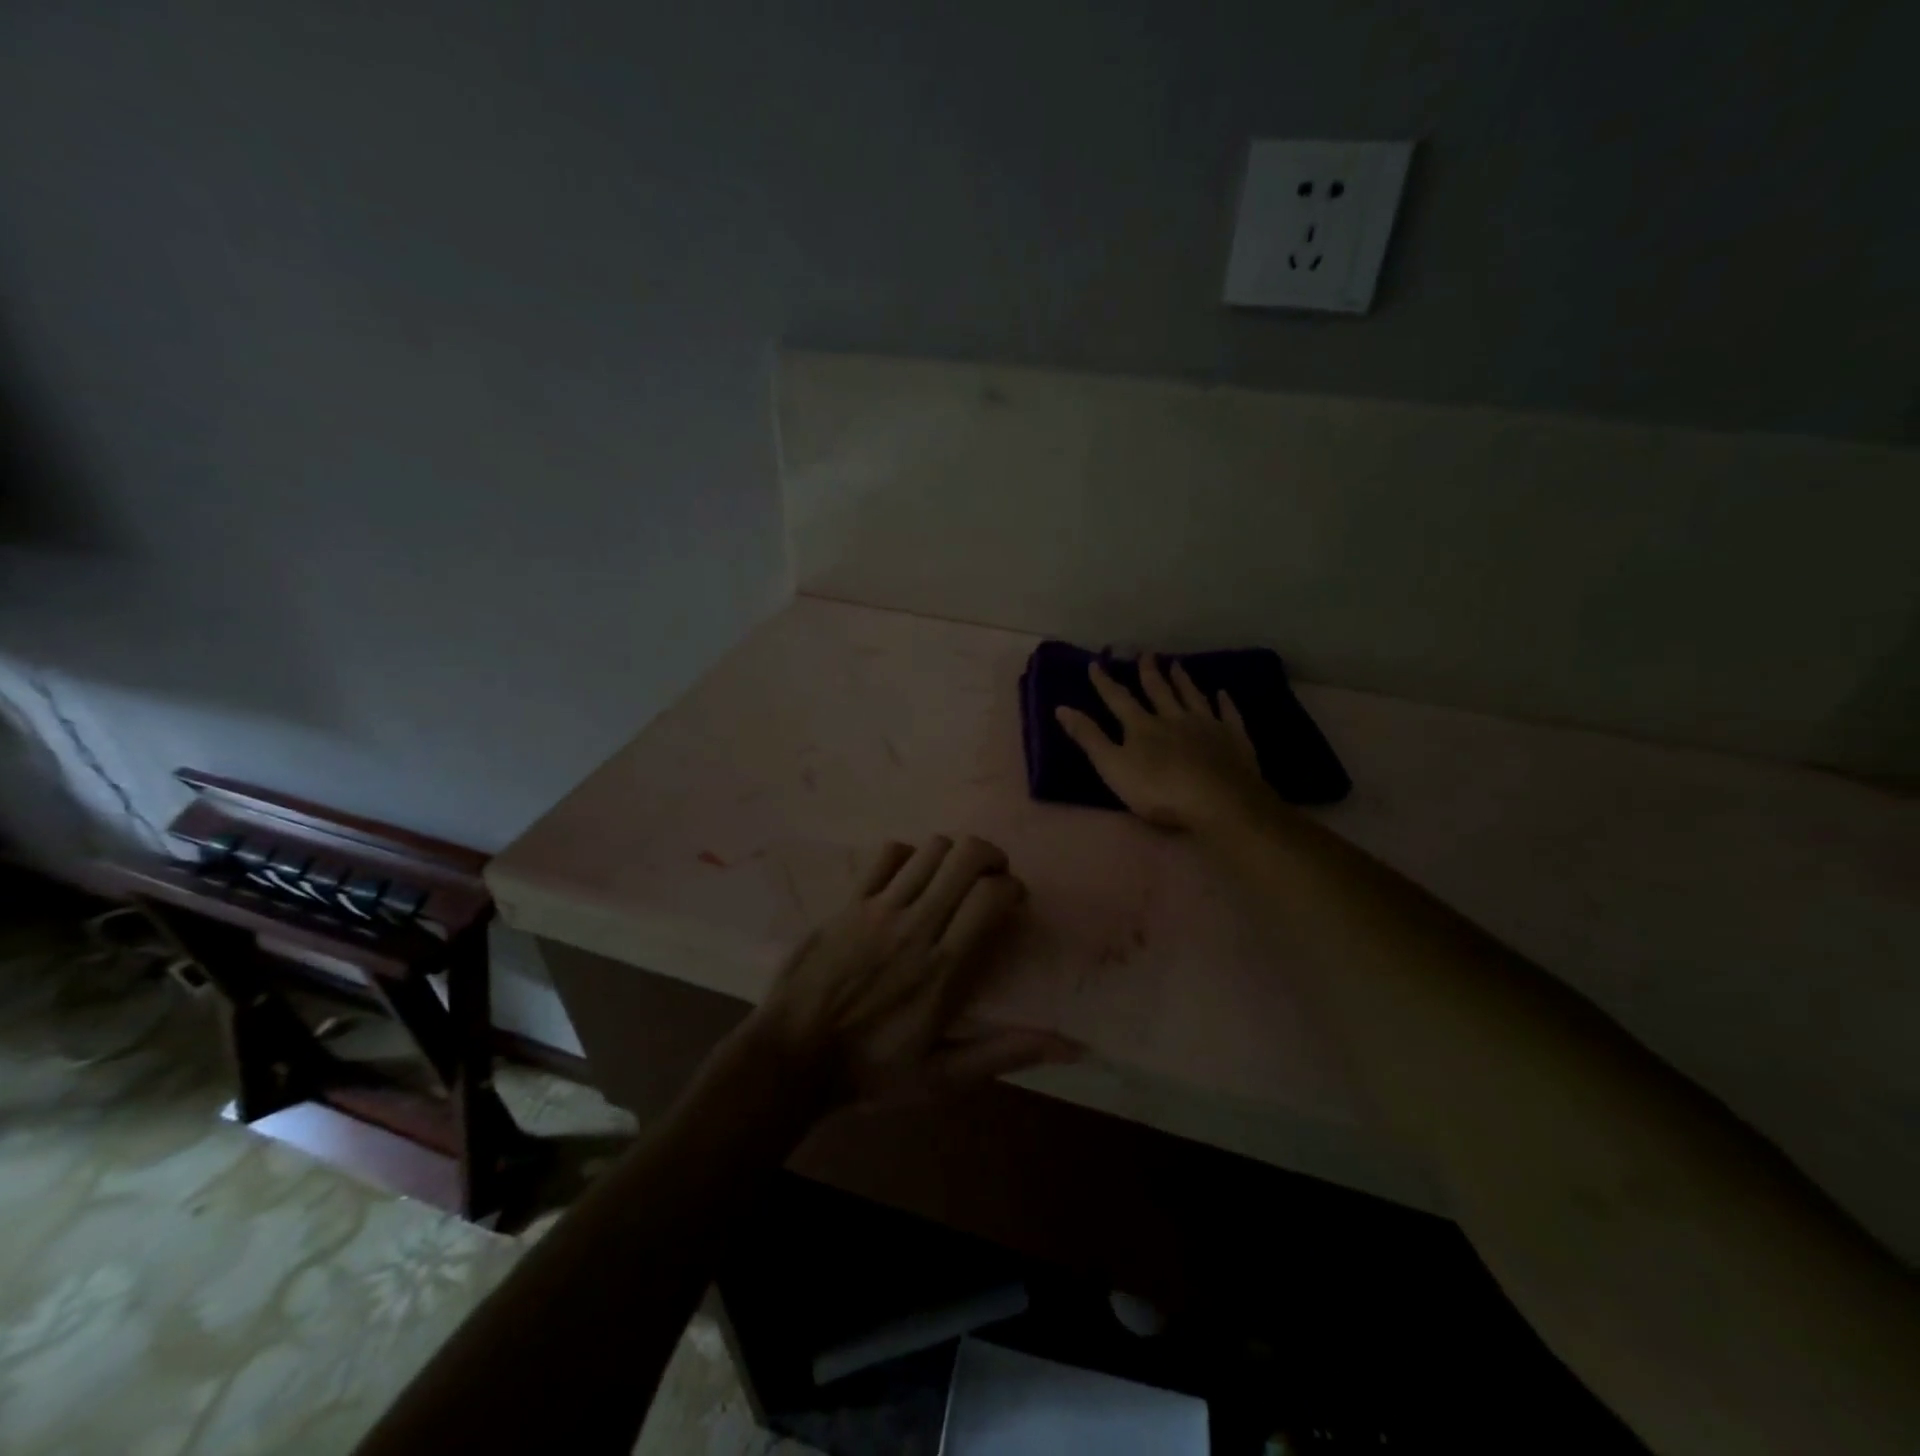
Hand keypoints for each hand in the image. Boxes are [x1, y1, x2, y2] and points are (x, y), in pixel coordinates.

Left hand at [745, 834, 1079, 1105]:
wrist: (790, 1058)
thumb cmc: (871, 1071)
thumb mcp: (943, 1077)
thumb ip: (1004, 1052)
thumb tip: (1070, 1046)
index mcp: (944, 969)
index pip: (991, 896)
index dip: (1012, 887)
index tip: (1013, 902)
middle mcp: (916, 926)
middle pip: (966, 856)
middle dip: (991, 857)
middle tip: (990, 881)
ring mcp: (878, 909)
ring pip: (931, 848)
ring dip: (953, 856)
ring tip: (953, 879)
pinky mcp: (849, 902)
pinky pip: (887, 855)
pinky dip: (909, 856)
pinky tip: (909, 880)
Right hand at [1056, 656, 1276, 831]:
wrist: (1219, 801)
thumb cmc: (1159, 790)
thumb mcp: (1113, 767)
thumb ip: (1089, 738)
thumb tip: (1061, 708)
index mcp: (1142, 726)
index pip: (1118, 699)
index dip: (1105, 682)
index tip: (1095, 663)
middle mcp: (1173, 717)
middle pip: (1159, 691)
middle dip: (1149, 672)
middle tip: (1146, 653)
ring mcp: (1206, 725)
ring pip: (1192, 696)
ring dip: (1183, 680)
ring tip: (1177, 664)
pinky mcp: (1233, 738)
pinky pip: (1228, 714)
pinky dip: (1224, 702)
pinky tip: (1222, 693)